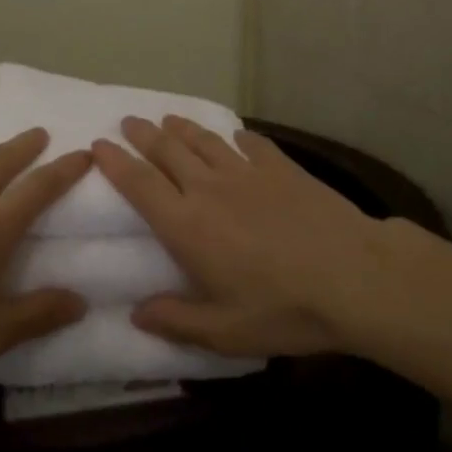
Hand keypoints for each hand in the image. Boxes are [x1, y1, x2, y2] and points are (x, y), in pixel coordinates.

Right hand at [91, 115, 388, 358]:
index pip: (140, 184)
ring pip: (204, 141)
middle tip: (128, 121)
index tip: (99, 144)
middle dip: (143, 135)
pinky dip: (237, 138)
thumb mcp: (225, 331)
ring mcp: (247, 173)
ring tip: (168, 119)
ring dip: (182, 128)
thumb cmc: (283, 309)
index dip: (116, 162)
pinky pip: (252, 144)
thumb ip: (177, 321)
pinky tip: (236, 135)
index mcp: (187, 226)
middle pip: (167, 151)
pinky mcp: (282, 168)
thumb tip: (136, 314)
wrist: (353, 276)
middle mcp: (209, 189)